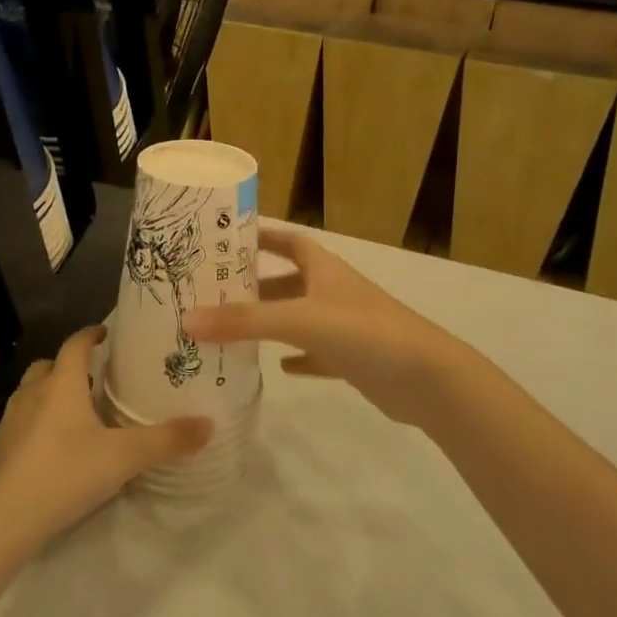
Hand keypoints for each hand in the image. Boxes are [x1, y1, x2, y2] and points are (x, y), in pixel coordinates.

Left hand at [0, 326, 211, 549]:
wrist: (1, 521)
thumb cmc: (65, 473)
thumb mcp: (124, 457)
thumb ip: (167, 440)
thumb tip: (209, 425)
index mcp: (61, 383)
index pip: (75, 343)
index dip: (91, 334)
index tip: (107, 332)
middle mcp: (33, 393)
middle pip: (50, 366)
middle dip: (70, 366)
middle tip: (97, 378)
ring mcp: (11, 421)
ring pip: (33, 394)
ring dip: (53, 395)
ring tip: (80, 413)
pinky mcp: (0, 449)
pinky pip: (23, 423)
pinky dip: (40, 424)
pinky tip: (57, 449)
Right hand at [183, 229, 480, 430]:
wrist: (429, 380)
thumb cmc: (364, 333)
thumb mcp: (299, 320)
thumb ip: (244, 321)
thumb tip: (187, 320)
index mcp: (324, 270)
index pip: (290, 241)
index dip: (262, 236)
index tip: (227, 239)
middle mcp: (334, 292)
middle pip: (289, 282)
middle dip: (256, 286)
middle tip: (215, 294)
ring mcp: (346, 327)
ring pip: (300, 318)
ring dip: (272, 322)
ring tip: (232, 330)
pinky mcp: (354, 360)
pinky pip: (317, 354)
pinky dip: (298, 358)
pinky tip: (278, 367)